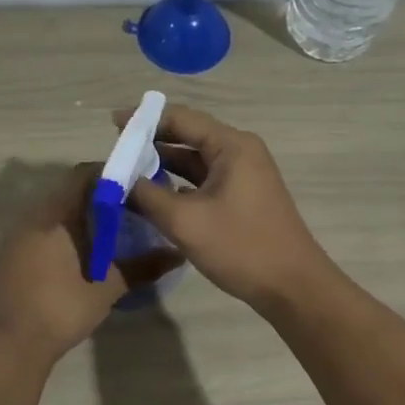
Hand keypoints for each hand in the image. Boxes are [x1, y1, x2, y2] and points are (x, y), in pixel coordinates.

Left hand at [0, 164, 182, 360]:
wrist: (10, 344)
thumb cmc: (61, 309)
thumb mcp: (106, 289)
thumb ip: (141, 268)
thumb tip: (177, 255)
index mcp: (55, 217)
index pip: (81, 176)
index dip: (108, 174)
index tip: (133, 185)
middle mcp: (32, 218)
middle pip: (66, 192)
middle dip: (95, 197)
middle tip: (125, 210)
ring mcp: (15, 238)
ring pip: (51, 213)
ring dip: (76, 216)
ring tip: (105, 233)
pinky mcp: (7, 257)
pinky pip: (38, 232)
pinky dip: (59, 234)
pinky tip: (76, 256)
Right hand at [115, 104, 331, 313]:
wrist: (292, 286)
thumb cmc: (240, 247)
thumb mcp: (185, 221)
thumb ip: (145, 196)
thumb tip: (115, 181)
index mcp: (231, 145)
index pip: (181, 118)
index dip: (144, 120)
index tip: (112, 125)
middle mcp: (240, 151)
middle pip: (188, 136)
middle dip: (151, 143)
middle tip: (116, 152)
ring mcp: (244, 175)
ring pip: (196, 161)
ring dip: (164, 165)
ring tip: (127, 173)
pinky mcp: (243, 197)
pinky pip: (205, 180)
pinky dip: (179, 184)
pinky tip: (154, 196)